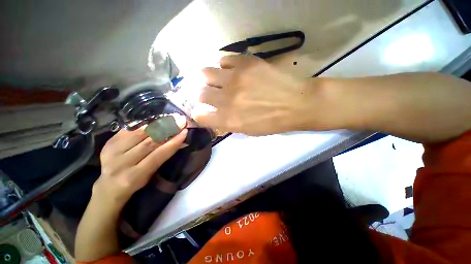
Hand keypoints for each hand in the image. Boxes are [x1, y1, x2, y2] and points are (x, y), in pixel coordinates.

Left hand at [93, 121, 186, 206]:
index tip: (185, 132)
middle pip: (149, 142)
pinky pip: (130, 129)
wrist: (109, 185)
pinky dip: (145, 124)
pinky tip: (156, 119)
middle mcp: (121, 163)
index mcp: (134, 176)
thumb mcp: (151, 174)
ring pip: (139, 133)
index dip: (173, 143)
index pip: (158, 155)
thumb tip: (181, 141)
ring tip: (171, 118)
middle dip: (167, 130)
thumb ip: (164, 157)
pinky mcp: (108, 142)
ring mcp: (111, 151)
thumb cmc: (136, 182)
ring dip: (158, 124)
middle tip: (179, 121)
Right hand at [192, 55, 316, 134]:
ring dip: (208, 79)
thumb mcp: (248, 131)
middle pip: (201, 94)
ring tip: (216, 80)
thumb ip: (228, 124)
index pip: (200, 116)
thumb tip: (214, 116)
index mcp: (229, 120)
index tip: (203, 112)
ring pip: (206, 74)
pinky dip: (224, 66)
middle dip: (204, 96)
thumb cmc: (273, 122)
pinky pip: (224, 60)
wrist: (297, 103)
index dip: (199, 115)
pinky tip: (231, 70)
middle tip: (211, 95)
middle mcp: (227, 99)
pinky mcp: (246, 63)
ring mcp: (235, 79)